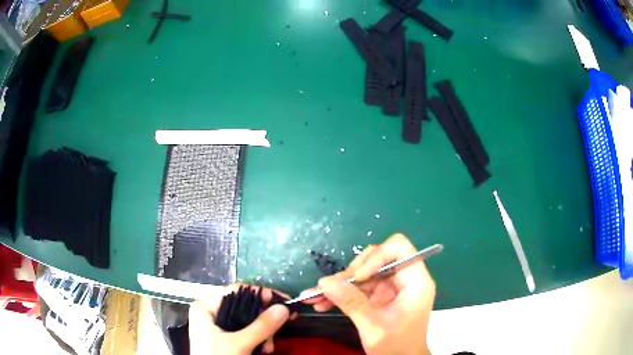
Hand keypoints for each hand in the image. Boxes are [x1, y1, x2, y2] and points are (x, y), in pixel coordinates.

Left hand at [189, 284, 290, 354]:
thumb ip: (261, 327)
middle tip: (278, 331)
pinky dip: (258, 340)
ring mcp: (218, 326)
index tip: (284, 302)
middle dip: (264, 322)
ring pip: (248, 322)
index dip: (261, 294)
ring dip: (263, 334)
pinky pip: (246, 332)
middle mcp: (211, 313)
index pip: (236, 290)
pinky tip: (262, 350)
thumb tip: (283, 308)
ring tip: (267, 348)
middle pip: (245, 307)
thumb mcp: (239, 344)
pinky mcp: (225, 338)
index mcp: (206, 307)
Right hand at [304, 233, 434, 354]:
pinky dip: (339, 294)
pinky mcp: (378, 297)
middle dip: (351, 273)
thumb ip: (352, 303)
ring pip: (362, 273)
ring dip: (339, 284)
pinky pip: (357, 287)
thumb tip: (325, 282)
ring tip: (315, 296)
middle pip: (376, 259)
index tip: (358, 276)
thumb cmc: (397, 347)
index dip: (376, 256)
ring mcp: (390, 288)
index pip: (399, 248)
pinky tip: (321, 302)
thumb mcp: (374, 327)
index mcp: (415, 281)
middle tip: (329, 288)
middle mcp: (403, 279)